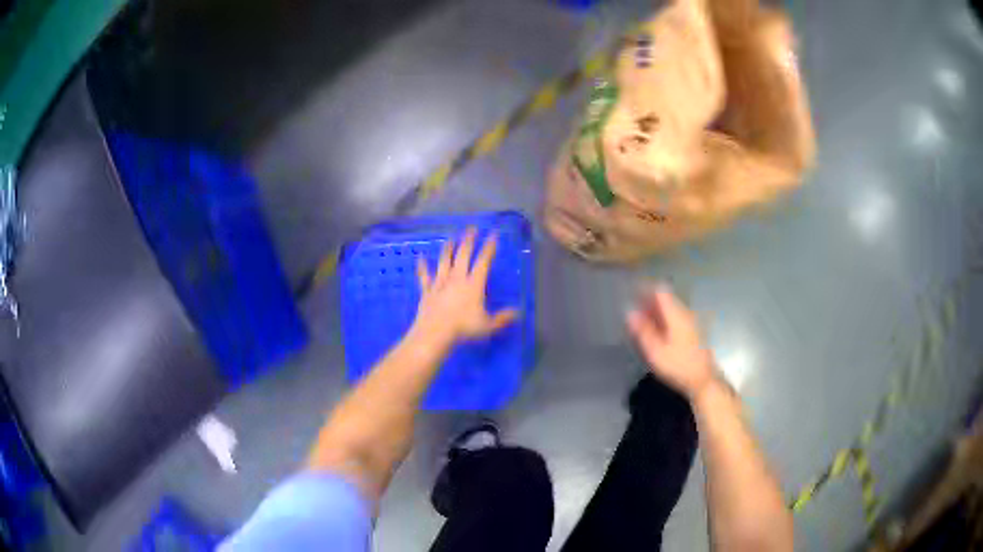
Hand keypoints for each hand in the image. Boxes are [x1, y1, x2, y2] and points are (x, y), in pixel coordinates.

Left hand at [413, 227, 518, 344]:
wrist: (435, 332)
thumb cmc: (463, 328)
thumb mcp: (488, 325)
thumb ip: (502, 318)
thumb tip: (517, 312)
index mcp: (474, 284)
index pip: (483, 261)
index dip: (489, 247)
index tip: (493, 234)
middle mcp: (457, 278)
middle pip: (463, 254)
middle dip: (468, 240)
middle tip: (471, 228)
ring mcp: (440, 283)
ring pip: (444, 261)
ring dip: (448, 248)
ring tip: (451, 238)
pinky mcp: (427, 290)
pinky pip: (424, 276)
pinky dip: (422, 266)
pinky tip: (420, 258)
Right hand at [626, 284, 719, 400]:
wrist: (703, 380)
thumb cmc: (678, 366)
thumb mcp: (656, 351)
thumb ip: (643, 331)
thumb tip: (630, 312)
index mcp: (676, 315)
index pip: (660, 291)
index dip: (645, 288)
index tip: (631, 291)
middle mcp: (685, 313)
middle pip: (666, 299)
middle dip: (648, 300)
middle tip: (632, 307)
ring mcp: (690, 322)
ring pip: (670, 309)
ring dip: (655, 311)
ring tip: (639, 319)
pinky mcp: (692, 331)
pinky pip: (674, 317)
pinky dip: (663, 319)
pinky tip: (654, 330)